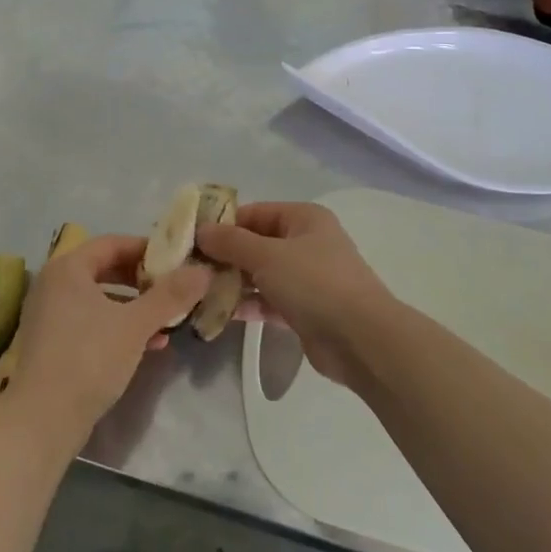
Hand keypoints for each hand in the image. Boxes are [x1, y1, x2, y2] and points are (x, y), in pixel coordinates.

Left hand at [3, 234, 208, 456]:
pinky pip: (91, 322)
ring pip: (101, 299)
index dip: (147, 249)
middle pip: (106, 269)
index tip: (177, 261)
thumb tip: (203, 270)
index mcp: (68, 268)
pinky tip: (148, 345)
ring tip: (167, 321)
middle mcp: (53, 284)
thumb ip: (171, 295)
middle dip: (143, 280)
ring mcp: (50, 315)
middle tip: (174, 289)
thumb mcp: (136, 324)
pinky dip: (118, 327)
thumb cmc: (89, 359)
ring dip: (135, 307)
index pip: (112, 243)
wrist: (43, 421)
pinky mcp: (52, 344)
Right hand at [196, 202, 397, 384]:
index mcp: (304, 218)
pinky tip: (217, 313)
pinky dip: (247, 304)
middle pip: (257, 243)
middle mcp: (307, 243)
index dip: (224, 223)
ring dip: (233, 282)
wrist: (360, 339)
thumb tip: (201, 230)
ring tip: (197, 291)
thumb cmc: (314, 283)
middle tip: (189, 268)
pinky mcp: (305, 310)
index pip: (255, 212)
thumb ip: (231, 242)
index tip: (191, 239)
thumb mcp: (267, 256)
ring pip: (262, 274)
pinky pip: (269, 301)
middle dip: (225, 256)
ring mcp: (308, 278)